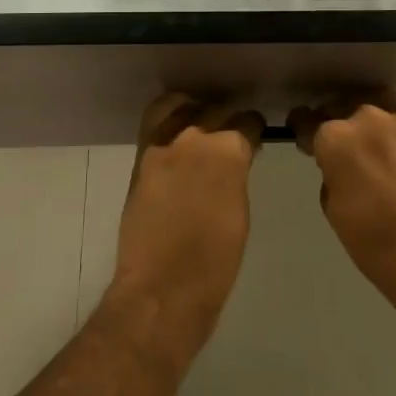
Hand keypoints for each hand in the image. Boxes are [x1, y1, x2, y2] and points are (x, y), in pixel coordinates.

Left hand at [101, 93, 262, 362]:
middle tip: (231, 134)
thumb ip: (237, 175)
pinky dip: (168, 123)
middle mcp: (193, 137)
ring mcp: (161, 146)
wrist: (162, 290)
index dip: (254, 130)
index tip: (256, 138)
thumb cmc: (215, 262)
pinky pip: (155, 125)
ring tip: (200, 124)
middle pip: (214, 110)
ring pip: (178, 106)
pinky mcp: (139, 160)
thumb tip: (236, 160)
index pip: (247, 122)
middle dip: (226, 119)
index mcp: (227, 150)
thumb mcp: (240, 212)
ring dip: (193, 111)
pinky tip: (178, 137)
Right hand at [289, 95, 395, 323]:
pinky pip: (394, 124)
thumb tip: (339, 166)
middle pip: (339, 111)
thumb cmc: (372, 239)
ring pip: (370, 110)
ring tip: (361, 145)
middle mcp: (365, 119)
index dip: (301, 131)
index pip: (307, 121)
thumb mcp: (333, 207)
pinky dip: (386, 134)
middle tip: (335, 149)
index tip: (303, 140)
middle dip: (334, 126)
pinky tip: (384, 153)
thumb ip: (331, 174)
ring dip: (362, 125)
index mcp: (336, 138)